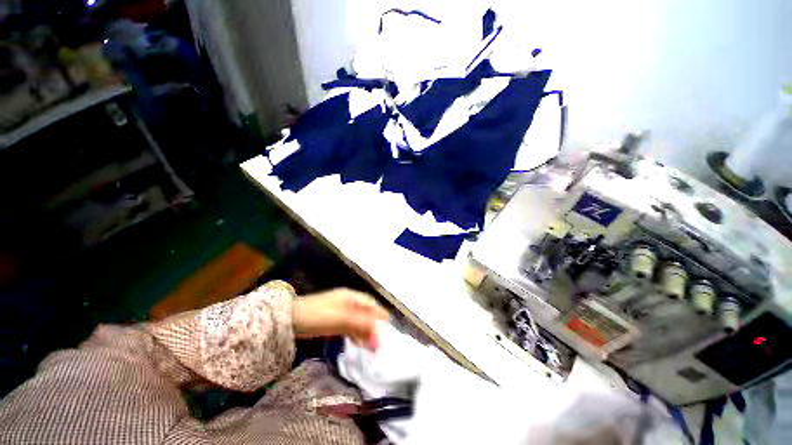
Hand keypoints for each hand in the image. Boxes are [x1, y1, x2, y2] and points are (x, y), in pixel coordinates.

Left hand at [293, 288, 389, 349]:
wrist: (289, 319)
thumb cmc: (317, 315)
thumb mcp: (341, 318)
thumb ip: (361, 324)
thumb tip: (378, 333)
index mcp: (351, 297)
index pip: (370, 304)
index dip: (379, 314)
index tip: (388, 327)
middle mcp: (347, 301)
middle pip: (365, 312)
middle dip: (373, 325)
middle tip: (380, 340)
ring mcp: (339, 310)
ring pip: (357, 320)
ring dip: (364, 331)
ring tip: (371, 345)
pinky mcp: (332, 319)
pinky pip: (348, 325)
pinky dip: (355, 333)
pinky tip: (357, 342)